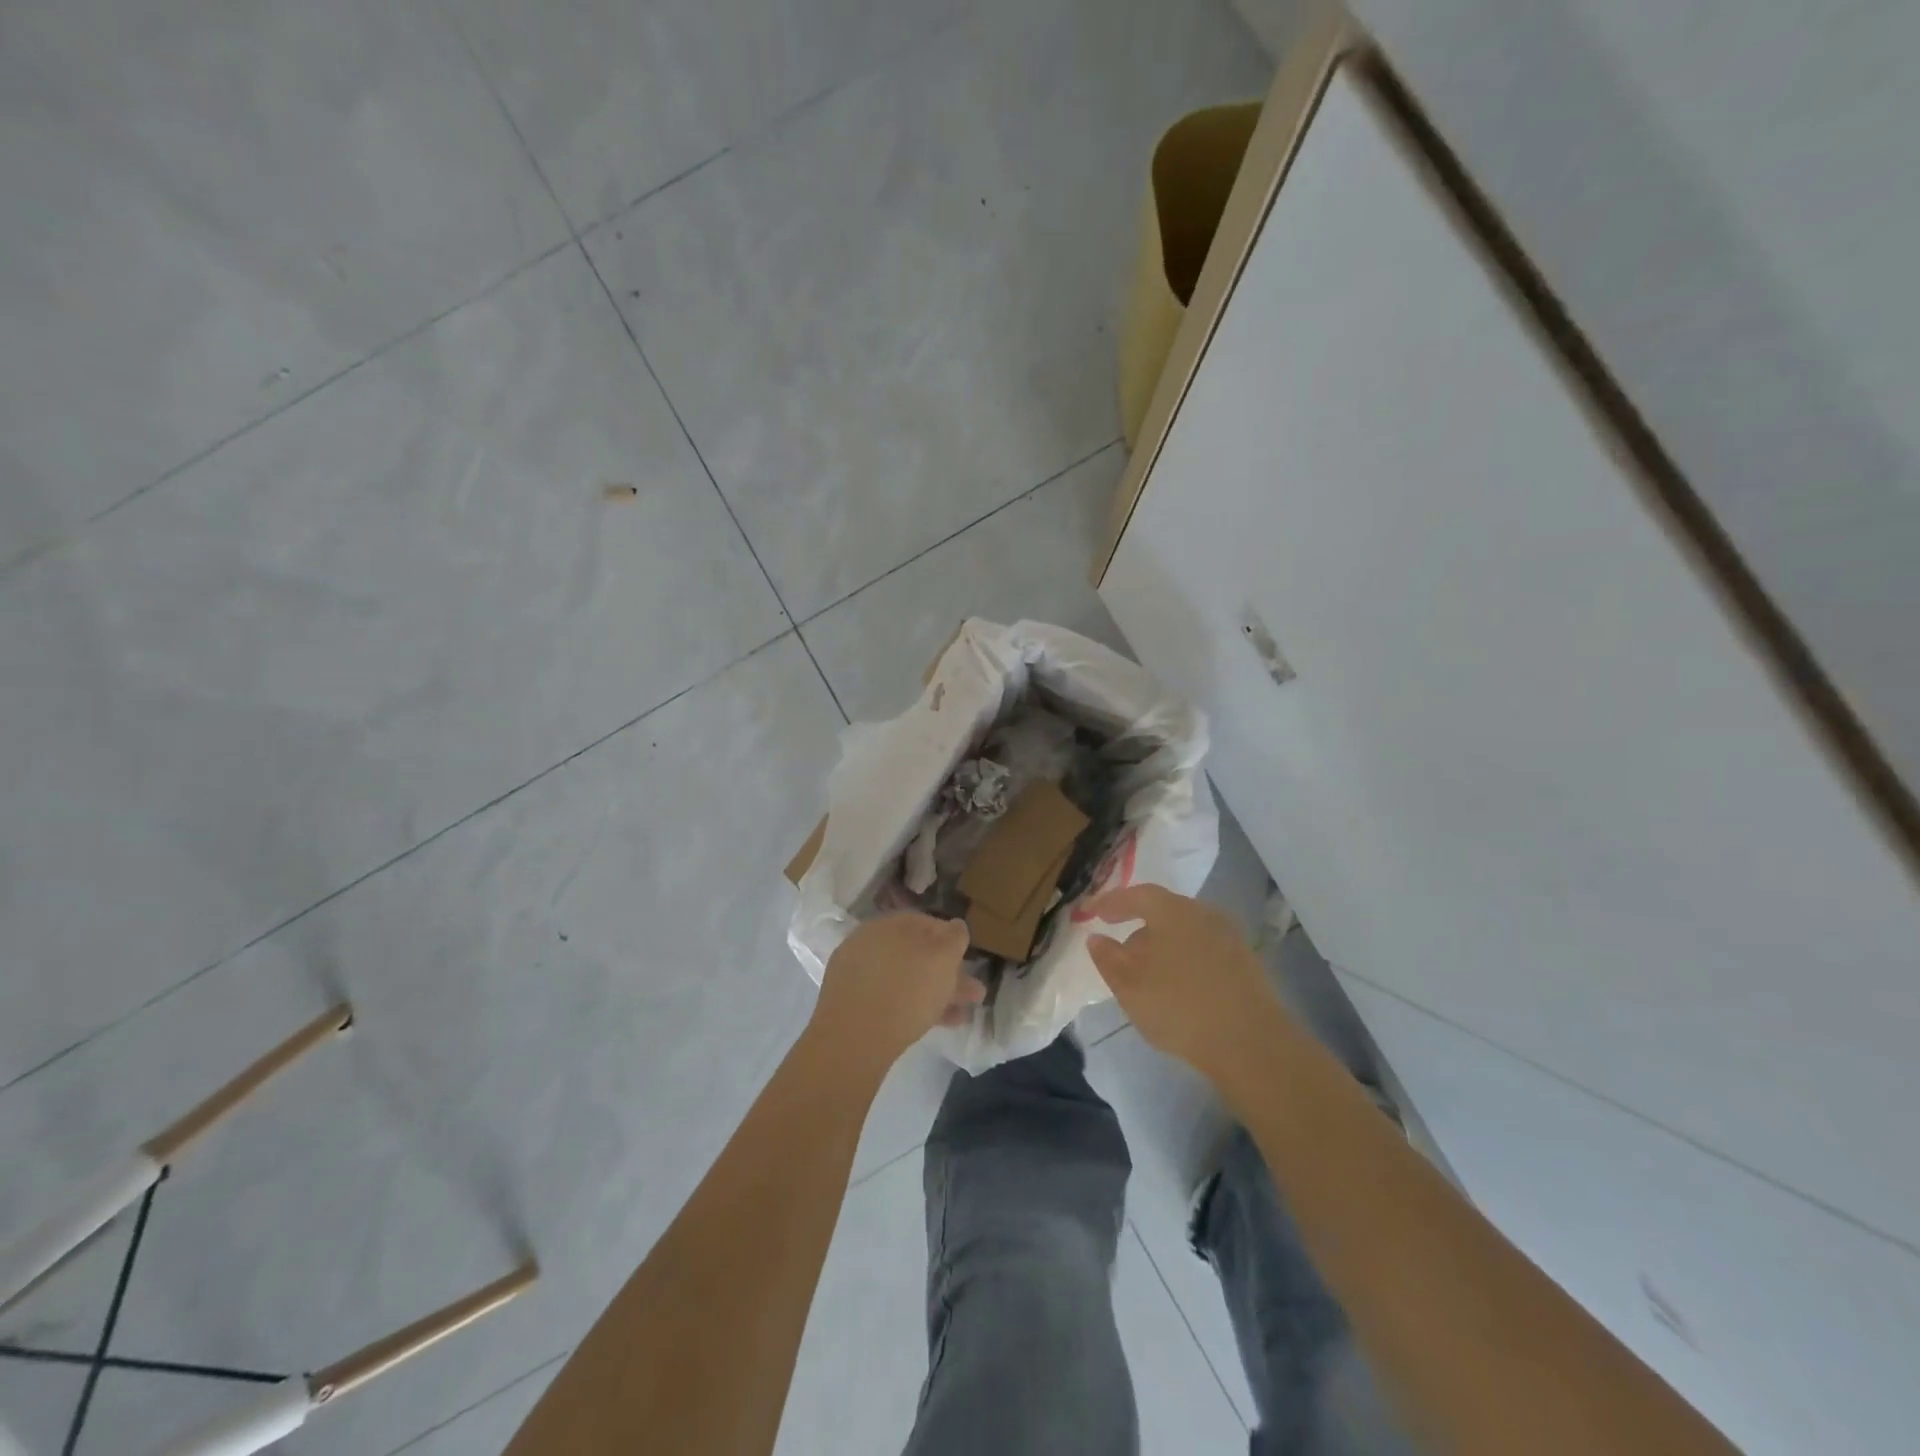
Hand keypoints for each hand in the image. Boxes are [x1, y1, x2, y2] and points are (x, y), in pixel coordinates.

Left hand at [810, 913, 983, 1074]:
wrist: (854, 1039)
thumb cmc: (907, 991)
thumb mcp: (943, 959)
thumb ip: (955, 939)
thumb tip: (956, 926)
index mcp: (890, 923)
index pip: (926, 923)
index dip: (951, 939)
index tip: (967, 959)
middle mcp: (870, 941)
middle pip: (916, 954)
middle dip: (947, 973)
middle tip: (972, 993)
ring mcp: (858, 973)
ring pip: (905, 978)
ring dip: (935, 993)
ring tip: (960, 1015)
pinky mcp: (851, 1003)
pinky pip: (891, 998)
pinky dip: (914, 1006)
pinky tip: (936, 1023)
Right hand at [1084, 885, 1290, 1084]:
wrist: (1252, 1043)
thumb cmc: (1180, 1006)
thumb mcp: (1130, 986)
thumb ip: (1108, 958)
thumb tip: (1097, 938)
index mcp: (1172, 910)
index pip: (1137, 895)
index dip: (1112, 902)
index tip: (1093, 913)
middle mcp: (1203, 914)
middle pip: (1164, 911)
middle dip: (1139, 926)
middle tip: (1119, 948)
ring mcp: (1229, 937)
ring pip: (1185, 932)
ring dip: (1162, 946)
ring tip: (1147, 974)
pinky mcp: (1246, 963)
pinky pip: (1203, 950)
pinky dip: (1184, 960)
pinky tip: (1178, 987)